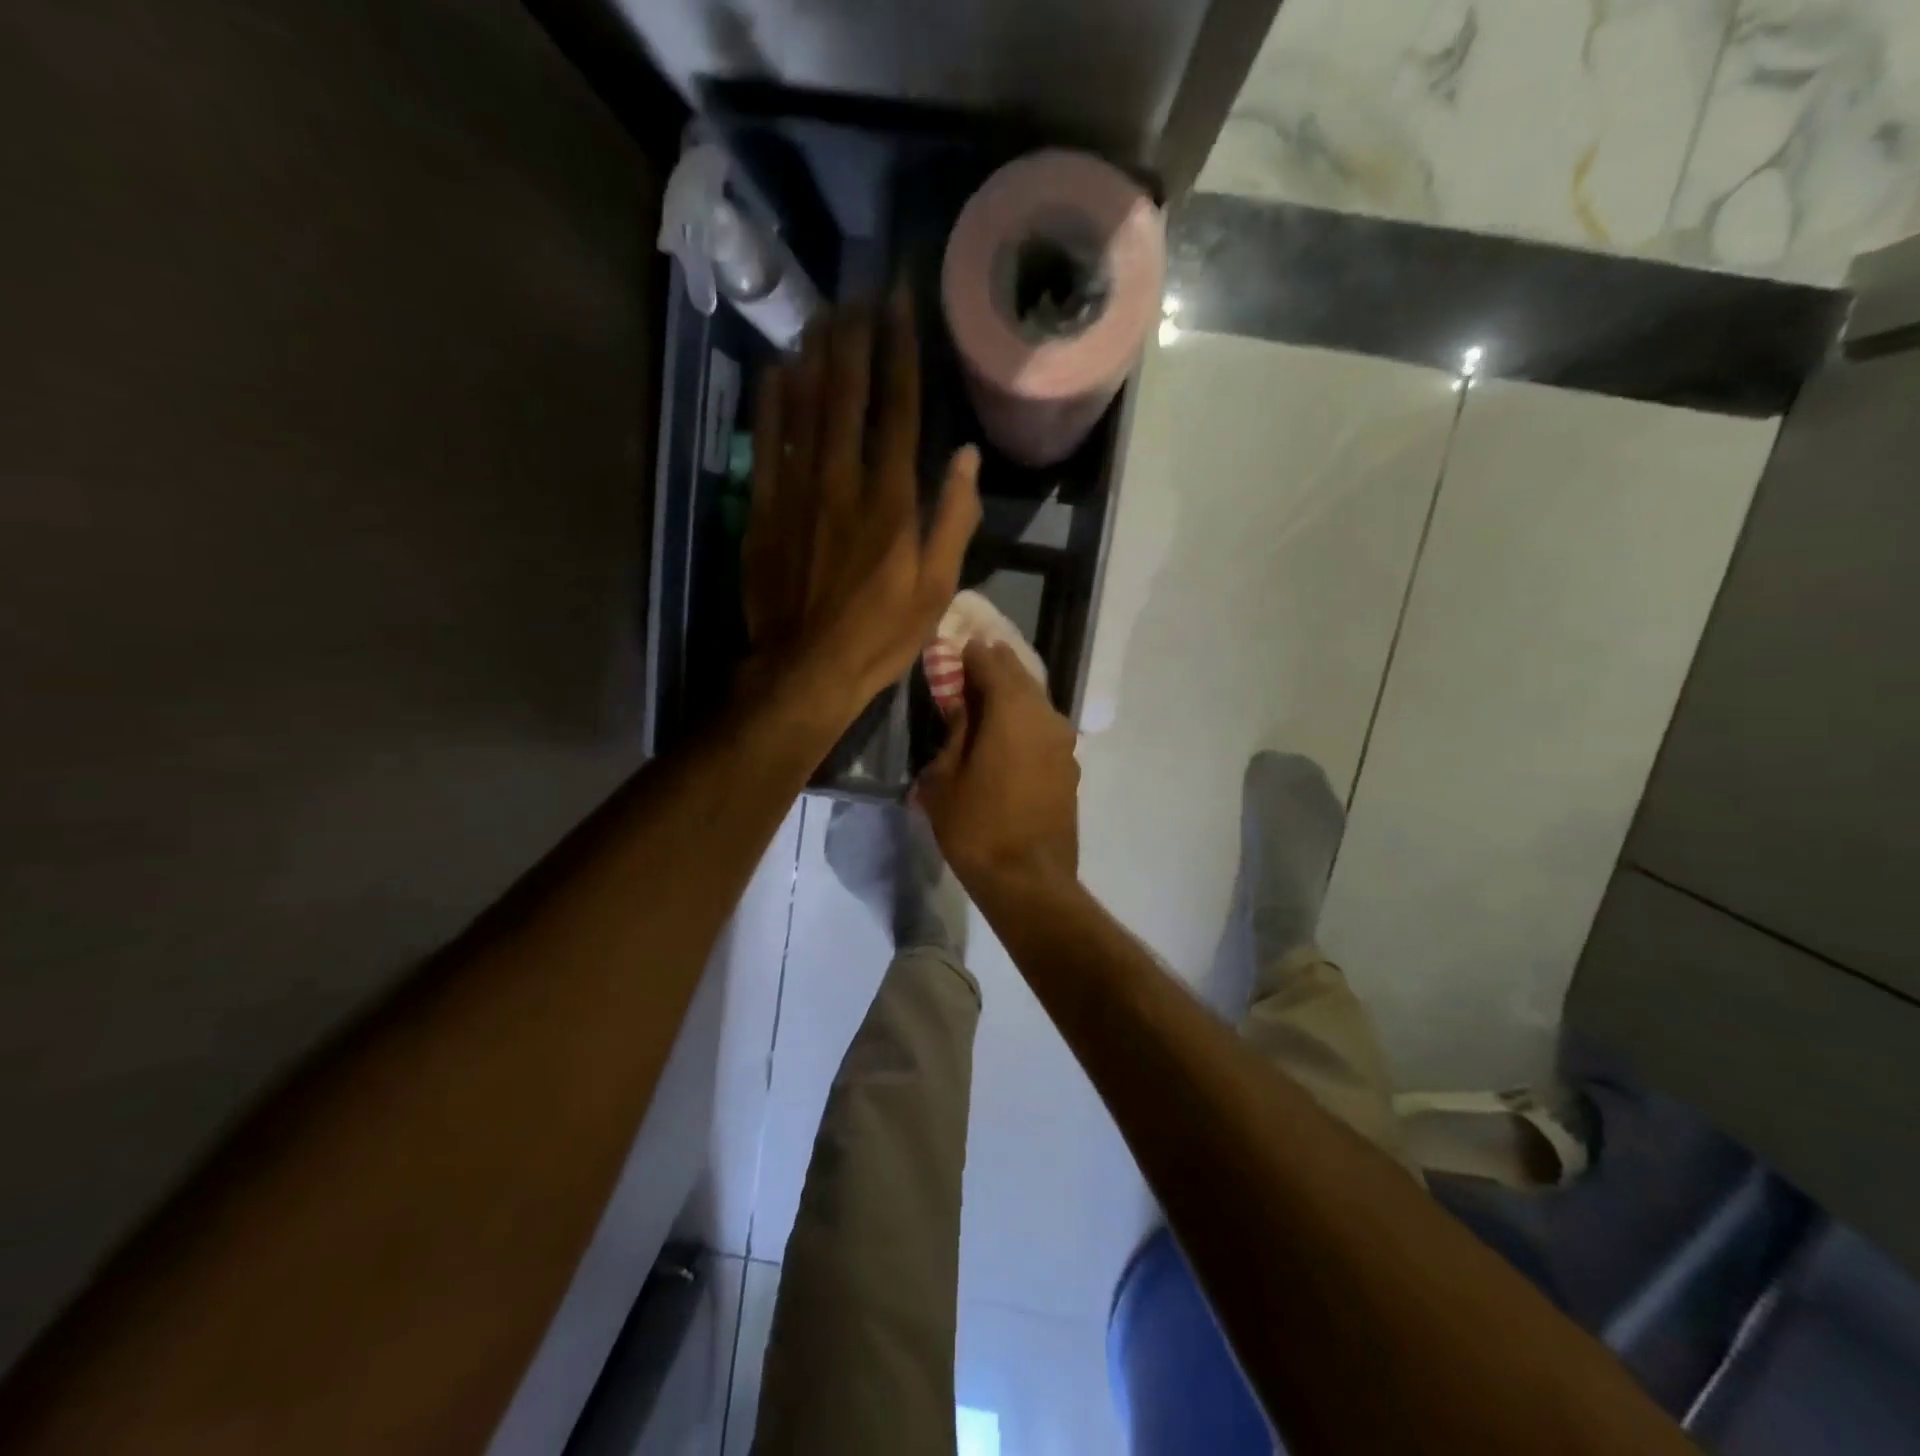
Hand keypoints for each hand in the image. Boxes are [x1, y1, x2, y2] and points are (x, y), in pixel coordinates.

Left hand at [742, 292, 980, 724]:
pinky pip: (767, 439)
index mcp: (892, 499)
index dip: (900, 349)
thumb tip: (965, 457)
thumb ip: (953, 519)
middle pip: (848, 392)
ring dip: (816, 354)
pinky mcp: (765, 506)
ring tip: (824, 313)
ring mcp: (798, 489)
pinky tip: (778, 368)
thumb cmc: (880, 634)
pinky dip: (772, 400)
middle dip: (856, 336)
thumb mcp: (936, 588)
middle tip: (861, 292)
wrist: (806, 668)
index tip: (901, 303)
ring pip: (805, 405)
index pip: (898, 407)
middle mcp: (843, 479)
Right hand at [916, 639, 1079, 897]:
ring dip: (1012, 695)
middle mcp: (1045, 717)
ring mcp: (1063, 742)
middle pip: (1019, 677)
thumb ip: (954, 733)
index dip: (971, 654)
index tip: (955, 650)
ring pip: (1035, 703)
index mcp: (1012, 711)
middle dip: (995, 668)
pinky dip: (1025, 721)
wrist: (1029, 879)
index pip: (992, 662)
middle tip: (970, 666)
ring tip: (986, 700)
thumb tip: (961, 706)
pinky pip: (1044, 729)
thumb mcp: (944, 779)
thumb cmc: (977, 827)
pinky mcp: (1070, 767)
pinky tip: (1007, 736)